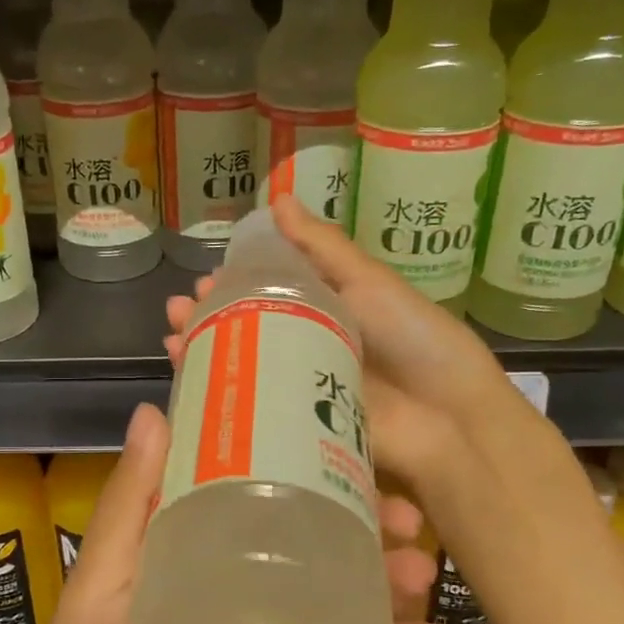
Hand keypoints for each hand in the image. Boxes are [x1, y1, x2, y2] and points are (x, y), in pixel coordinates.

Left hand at [0, 404, 440, 623]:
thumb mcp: (99, 595)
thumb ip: (130, 507)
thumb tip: (152, 408)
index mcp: (181, 560)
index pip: (244, 495)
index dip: (292, 465)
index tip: (341, 440)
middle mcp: (227, 598)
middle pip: (302, 546)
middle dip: (356, 522)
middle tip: (405, 511)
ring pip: (335, 606)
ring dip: (383, 582)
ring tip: (422, 564)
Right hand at [166, 200, 551, 510]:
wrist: (448, 419)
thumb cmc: (413, 339)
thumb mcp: (368, 282)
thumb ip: (322, 246)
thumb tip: (278, 197)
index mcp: (327, 310)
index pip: (269, 290)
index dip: (234, 282)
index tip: (204, 277)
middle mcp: (309, 346)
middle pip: (248, 327)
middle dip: (209, 317)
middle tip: (179, 309)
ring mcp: (301, 388)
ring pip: (243, 365)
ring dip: (205, 350)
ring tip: (174, 338)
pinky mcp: (297, 426)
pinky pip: (253, 406)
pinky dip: (220, 394)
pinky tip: (190, 381)